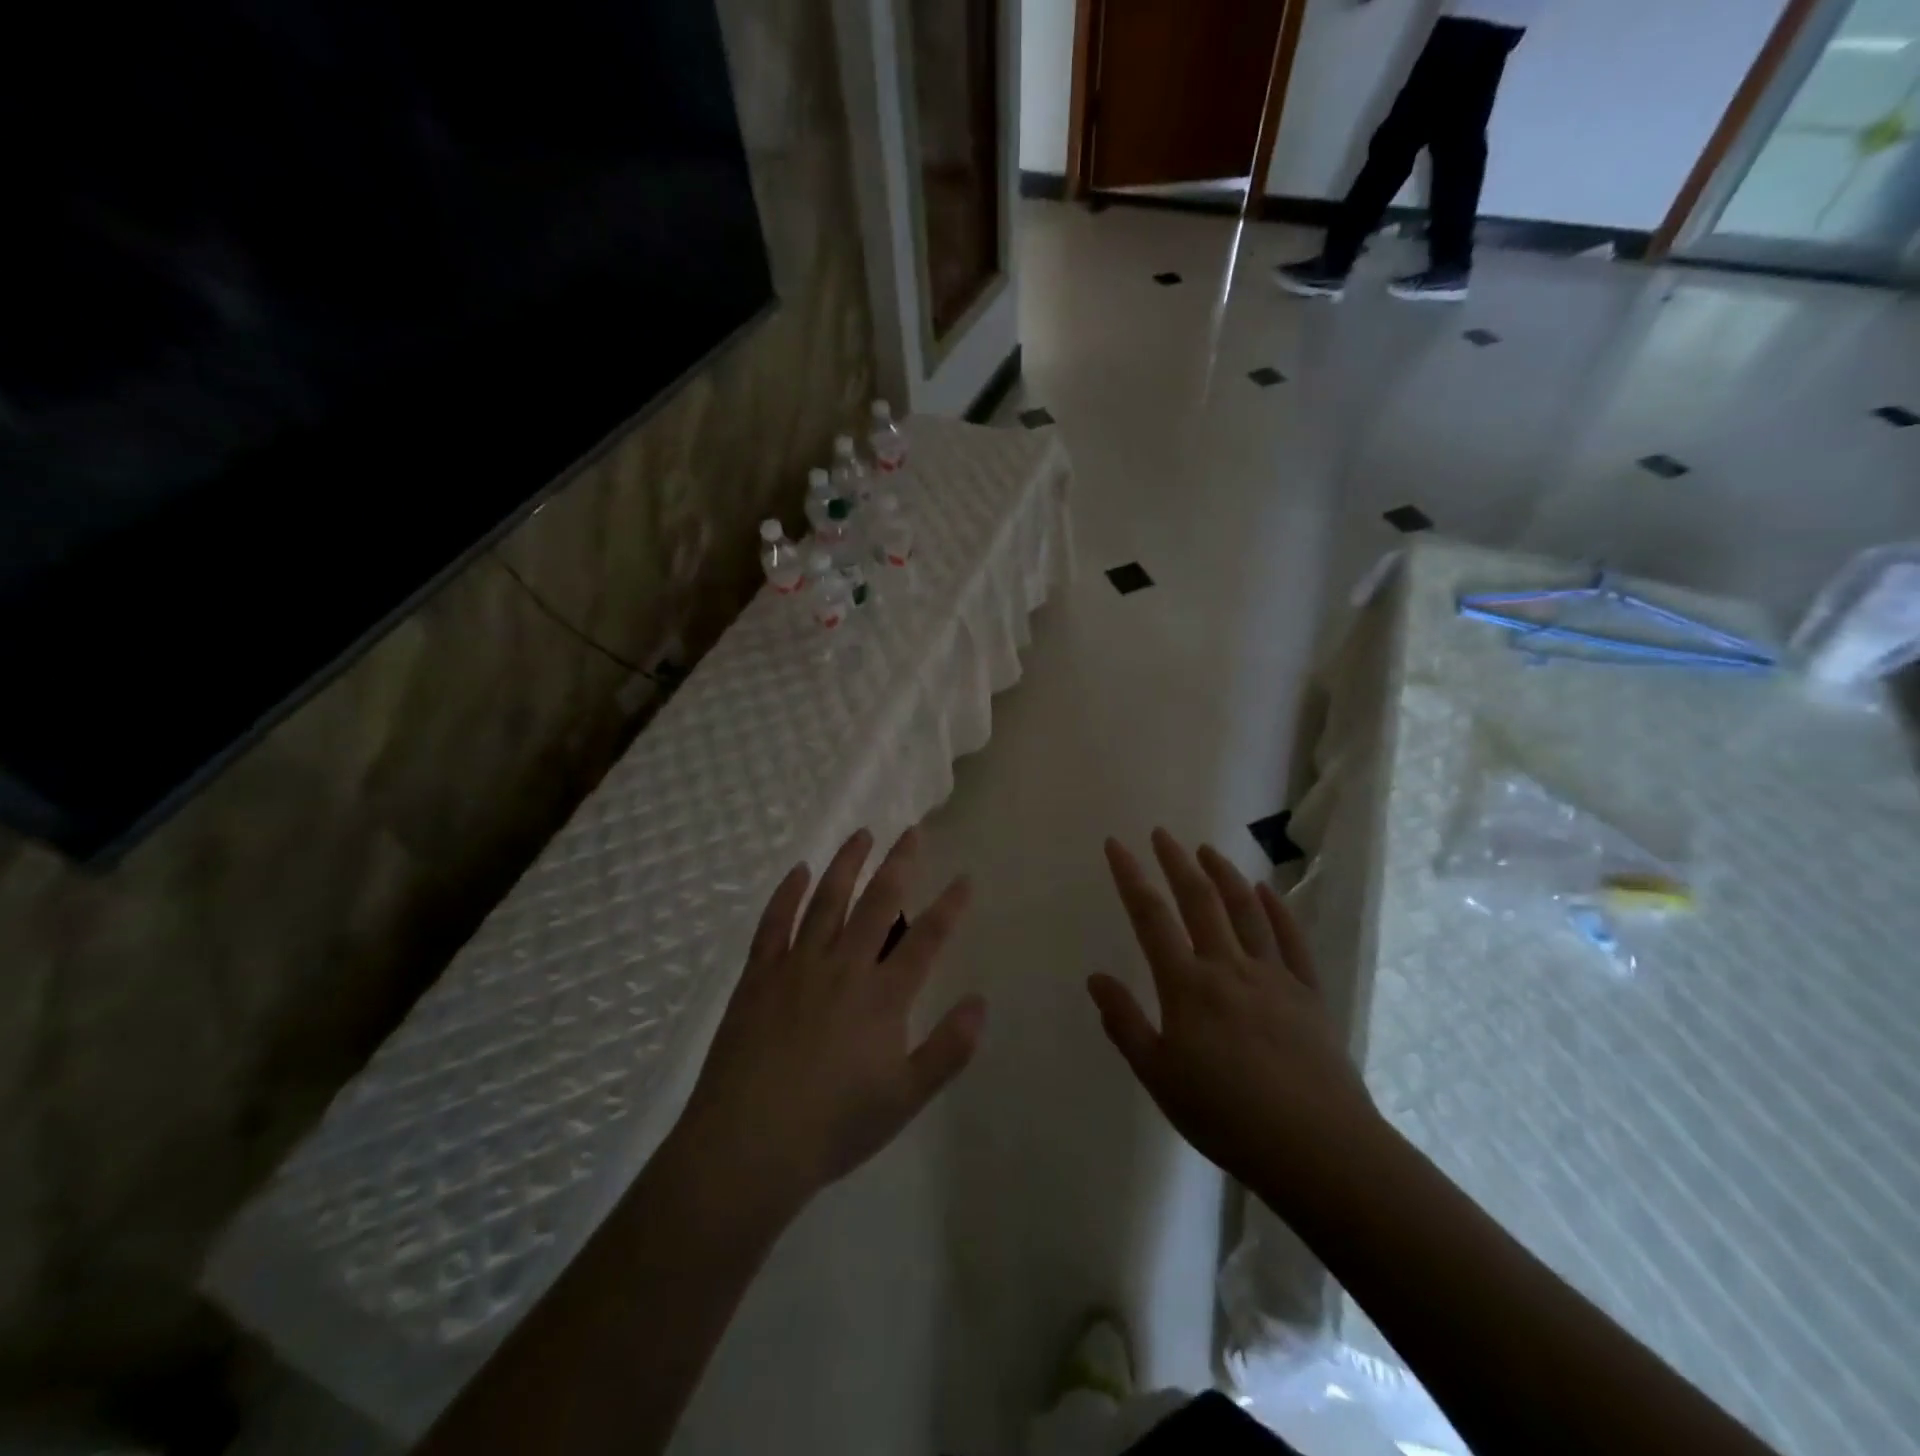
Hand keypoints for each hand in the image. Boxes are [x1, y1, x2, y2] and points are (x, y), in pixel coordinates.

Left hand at [674, 827, 984, 1216]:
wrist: (748, 1145)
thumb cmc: (834, 1126)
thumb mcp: (905, 1098)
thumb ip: (948, 1049)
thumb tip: (981, 1002)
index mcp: (882, 996)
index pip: (925, 939)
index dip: (949, 907)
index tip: (964, 878)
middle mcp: (844, 967)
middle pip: (878, 902)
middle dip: (899, 863)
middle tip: (912, 831)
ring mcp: (797, 965)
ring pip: (827, 900)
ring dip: (847, 864)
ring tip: (862, 834)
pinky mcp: (758, 975)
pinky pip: (774, 923)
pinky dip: (786, 893)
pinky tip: (798, 871)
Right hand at [1089, 830, 1379, 1196]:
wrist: (1316, 1148)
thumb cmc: (1226, 1116)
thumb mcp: (1158, 1076)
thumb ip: (1125, 1024)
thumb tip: (1096, 977)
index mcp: (1187, 985)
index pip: (1150, 916)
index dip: (1130, 876)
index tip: (1117, 844)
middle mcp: (1228, 967)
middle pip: (1199, 900)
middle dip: (1176, 861)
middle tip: (1162, 833)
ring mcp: (1273, 975)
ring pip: (1246, 910)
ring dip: (1224, 874)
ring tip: (1208, 850)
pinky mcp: (1308, 992)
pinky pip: (1291, 939)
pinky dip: (1276, 908)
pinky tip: (1266, 890)